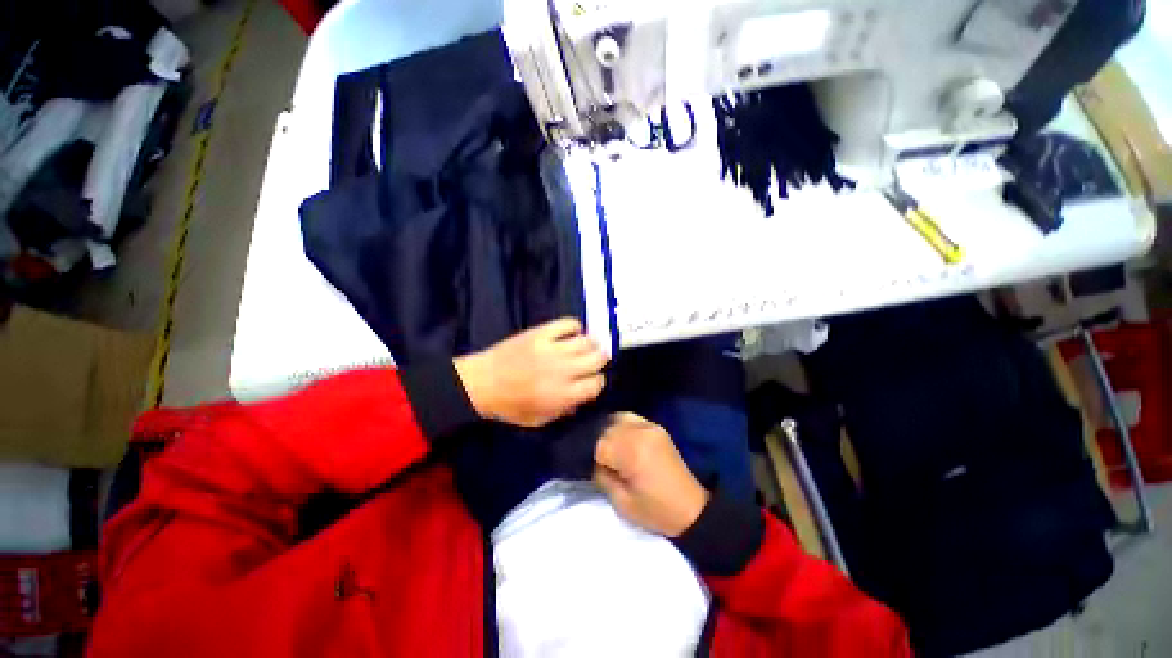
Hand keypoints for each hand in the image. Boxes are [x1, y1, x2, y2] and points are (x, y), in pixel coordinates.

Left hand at [455, 317, 607, 426]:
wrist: (480, 383)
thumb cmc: (508, 405)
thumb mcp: (538, 420)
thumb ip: (564, 411)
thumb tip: (582, 398)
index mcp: (563, 394)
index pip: (597, 383)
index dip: (597, 382)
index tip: (591, 380)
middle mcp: (563, 370)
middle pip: (597, 358)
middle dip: (599, 360)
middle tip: (593, 361)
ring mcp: (552, 348)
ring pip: (587, 340)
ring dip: (590, 344)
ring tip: (585, 346)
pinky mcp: (541, 333)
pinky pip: (568, 323)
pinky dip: (575, 326)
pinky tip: (572, 332)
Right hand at [593, 413, 708, 536]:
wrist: (690, 508)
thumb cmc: (655, 510)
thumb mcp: (621, 502)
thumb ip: (602, 477)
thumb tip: (593, 461)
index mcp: (632, 451)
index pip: (599, 444)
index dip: (594, 458)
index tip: (597, 470)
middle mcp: (639, 432)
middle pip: (606, 428)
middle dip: (600, 443)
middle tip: (604, 462)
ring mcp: (649, 426)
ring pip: (616, 418)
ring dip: (609, 432)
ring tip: (612, 450)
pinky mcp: (655, 426)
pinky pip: (630, 417)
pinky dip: (621, 425)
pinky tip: (622, 439)